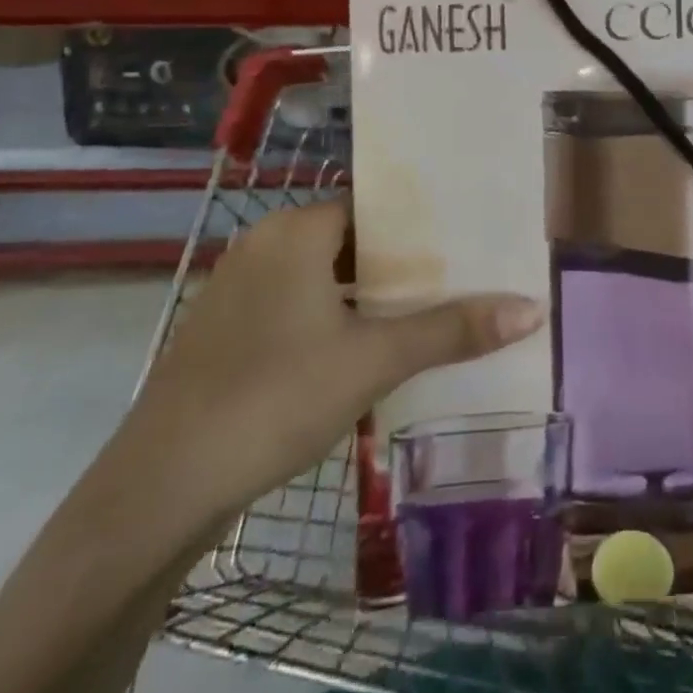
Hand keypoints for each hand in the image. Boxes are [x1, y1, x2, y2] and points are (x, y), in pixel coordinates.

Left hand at [124, 197, 543, 523]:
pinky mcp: (222, 329)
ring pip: (320, 274)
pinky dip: (329, 316)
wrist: (160, 487)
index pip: (375, 205)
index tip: (465, 240)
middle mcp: (264, 243)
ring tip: (420, 313)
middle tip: (456, 279)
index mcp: (297, 229)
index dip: (420, 224)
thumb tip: (531, 307)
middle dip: (399, 263)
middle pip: (350, 239)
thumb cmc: (275, 397)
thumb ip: (452, 330)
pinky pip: (292, 303)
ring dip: (364, 294)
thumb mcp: (373, 361)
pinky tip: (359, 350)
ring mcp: (236, 285)